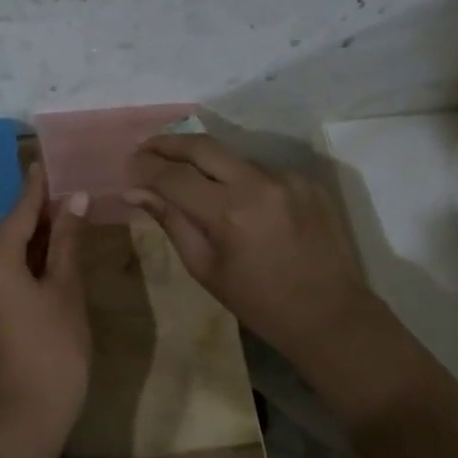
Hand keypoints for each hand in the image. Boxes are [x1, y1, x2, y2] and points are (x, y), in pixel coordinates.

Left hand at [0, 165, 90, 446]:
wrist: (30, 412)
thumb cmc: (55, 347)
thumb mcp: (66, 289)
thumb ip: (67, 241)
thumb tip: (74, 199)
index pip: (18, 214)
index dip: (36, 188)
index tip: (44, 161)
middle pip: (11, 232)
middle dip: (39, 212)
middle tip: (67, 185)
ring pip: (10, 253)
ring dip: (37, 236)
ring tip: (67, 211)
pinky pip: (7, 272)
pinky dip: (30, 259)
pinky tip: (54, 250)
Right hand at [126, 135, 371, 364]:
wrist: (329, 314)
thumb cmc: (258, 302)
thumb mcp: (204, 267)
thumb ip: (170, 221)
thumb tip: (133, 191)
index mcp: (228, 213)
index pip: (173, 175)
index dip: (145, 166)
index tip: (128, 165)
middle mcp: (258, 184)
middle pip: (201, 145)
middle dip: (167, 143)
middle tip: (145, 148)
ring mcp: (286, 177)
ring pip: (232, 156)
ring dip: (204, 161)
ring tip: (185, 174)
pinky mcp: (306, 179)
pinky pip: (260, 169)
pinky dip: (239, 177)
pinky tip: (234, 196)